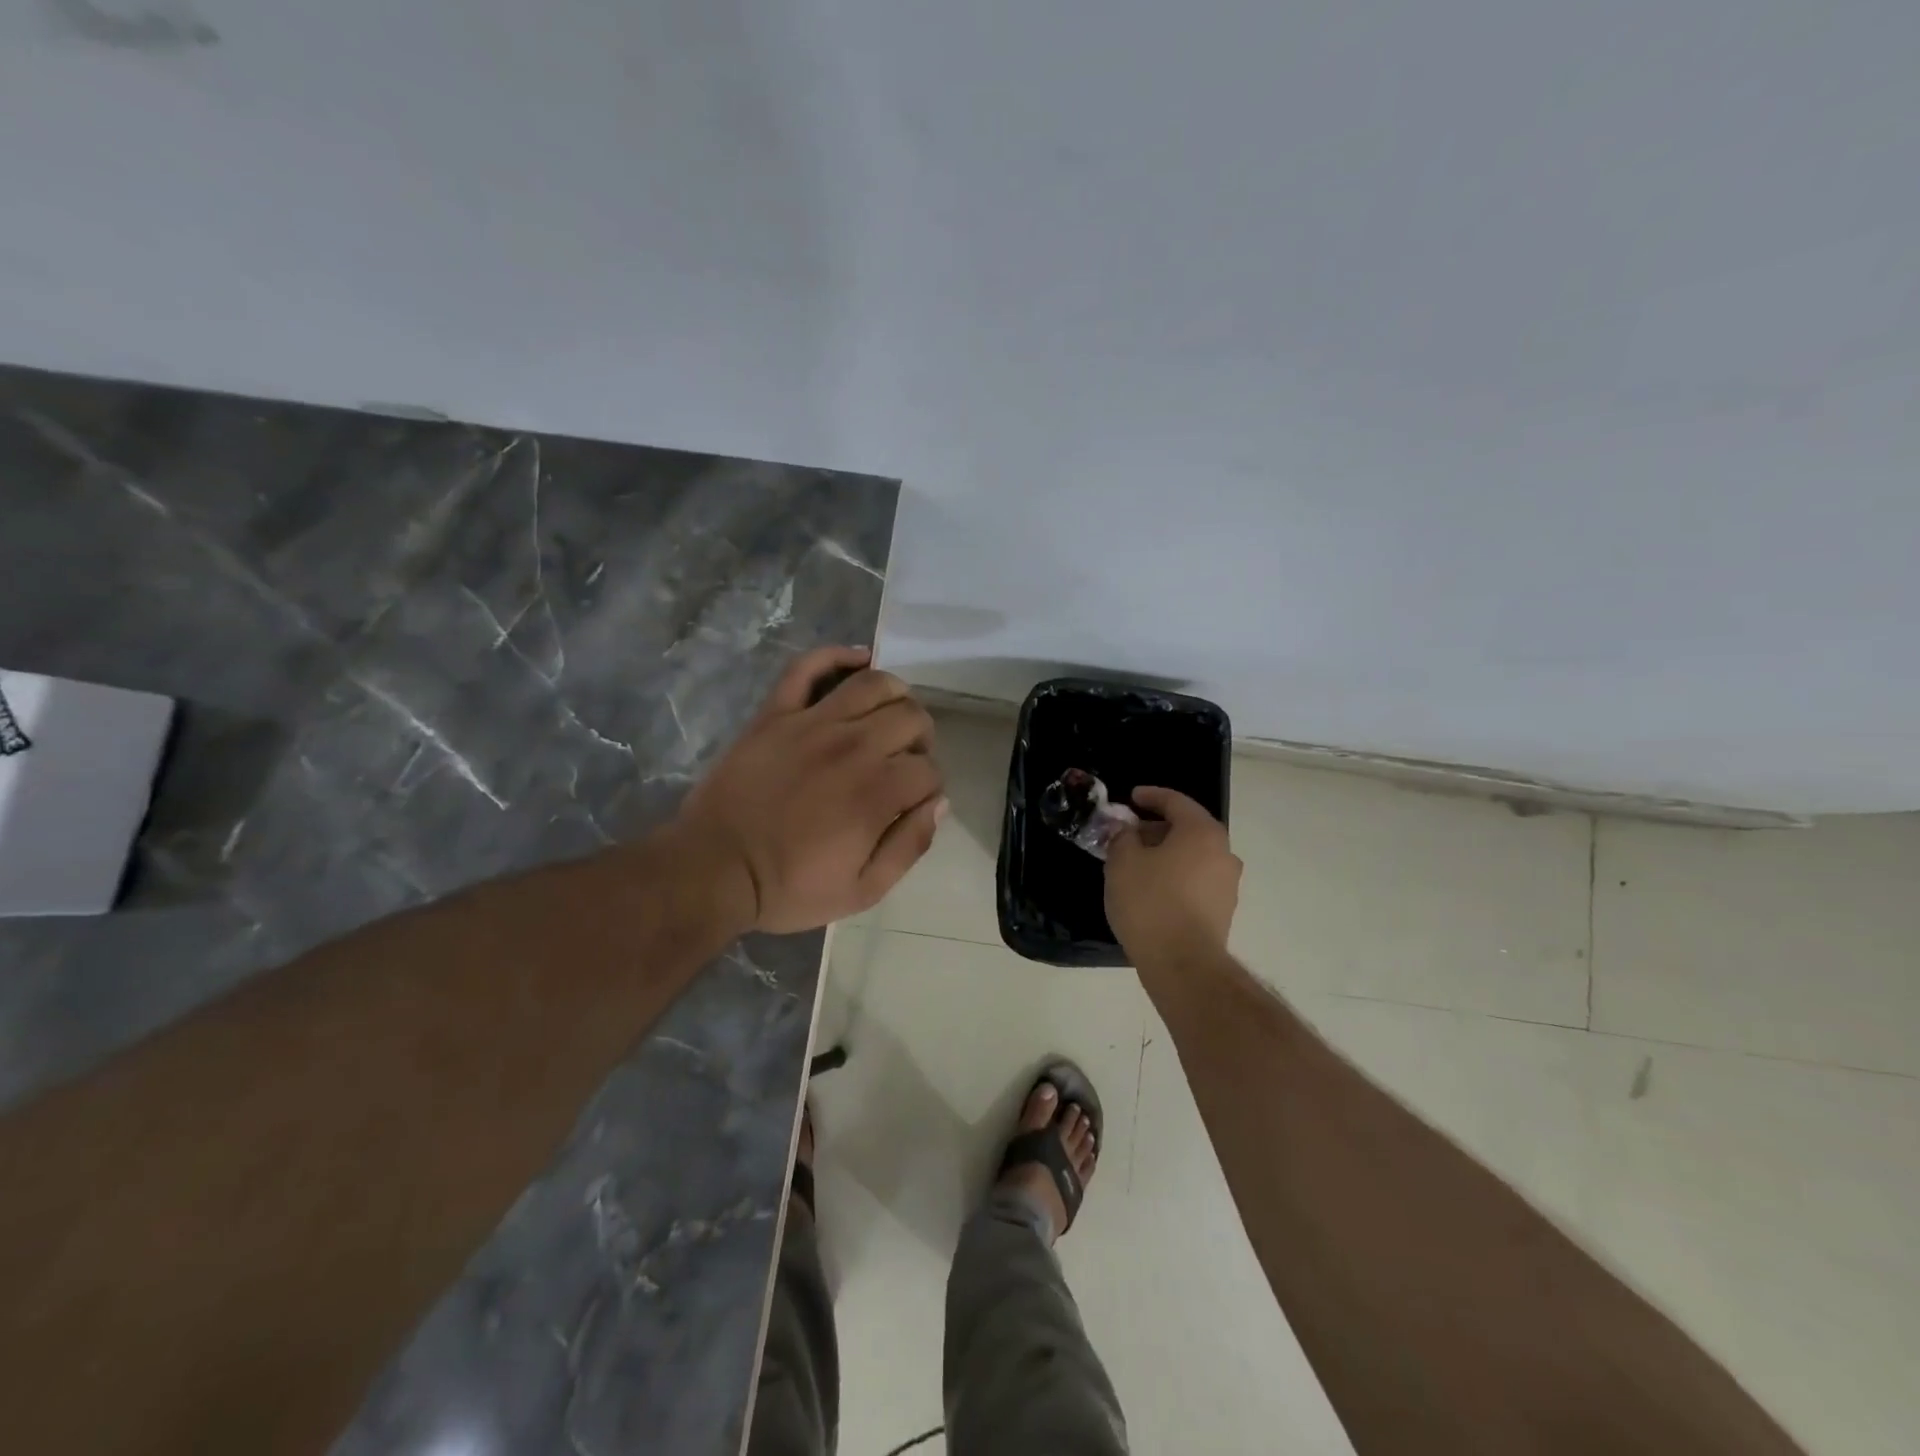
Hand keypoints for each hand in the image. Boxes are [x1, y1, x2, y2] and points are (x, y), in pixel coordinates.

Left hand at [674, 647, 947, 933]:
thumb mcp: (863, 891)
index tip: (914, 801)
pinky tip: (857, 660)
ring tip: (889, 716)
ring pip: (873, 683)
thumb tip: (938, 804)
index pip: (929, 769)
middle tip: (904, 760)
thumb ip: (909, 846)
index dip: (930, 785)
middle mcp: (852, 746)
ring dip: (896, 695)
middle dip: (921, 739)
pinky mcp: (775, 713)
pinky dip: (836, 655)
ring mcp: (811, 723)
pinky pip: (807, 667)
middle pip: (911, 717)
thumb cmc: (789, 886)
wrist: (713, 870)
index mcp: (877, 792)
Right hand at [1105, 787, 1242, 968]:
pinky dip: (1175, 875)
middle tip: (1127, 834)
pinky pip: (1195, 879)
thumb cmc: (1150, 902)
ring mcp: (1227, 884)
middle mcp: (1223, 852)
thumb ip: (1122, 836)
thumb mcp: (1122, 862)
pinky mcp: (1223, 910)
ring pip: (1192, 856)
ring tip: (1135, 863)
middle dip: (1155, 828)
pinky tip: (1151, 889)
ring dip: (1165, 853)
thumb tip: (1126, 830)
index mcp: (1202, 832)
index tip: (1130, 798)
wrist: (1183, 964)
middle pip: (1187, 828)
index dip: (1150, 796)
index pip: (1176, 801)